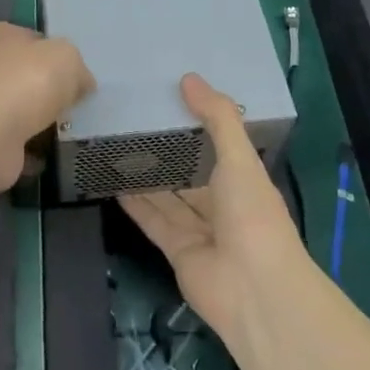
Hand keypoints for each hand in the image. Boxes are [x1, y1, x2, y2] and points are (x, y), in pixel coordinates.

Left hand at [0, 22, 92, 191]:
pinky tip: (53, 152)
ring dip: (36, 116)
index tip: (45, 52)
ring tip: (68, 124)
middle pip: (14, 70)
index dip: (24, 38)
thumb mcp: (67, 58)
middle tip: (69, 94)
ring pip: (16, 107)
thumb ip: (75, 67)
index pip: (5, 31)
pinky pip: (16, 142)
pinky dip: (31, 149)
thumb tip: (81, 83)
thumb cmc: (30, 80)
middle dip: (37, 82)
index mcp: (5, 41)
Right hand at [119, 73, 306, 338]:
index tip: (168, 100)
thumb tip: (188, 78)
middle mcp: (223, 204)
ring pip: (169, 197)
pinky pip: (154, 221)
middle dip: (167, 152)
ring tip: (117, 148)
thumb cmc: (253, 215)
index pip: (219, 146)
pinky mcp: (177, 251)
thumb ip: (216, 117)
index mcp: (245, 180)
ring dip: (147, 177)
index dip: (197, 125)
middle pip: (190, 173)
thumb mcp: (239, 157)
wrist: (254, 290)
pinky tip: (114, 183)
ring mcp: (200, 230)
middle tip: (132, 122)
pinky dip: (136, 204)